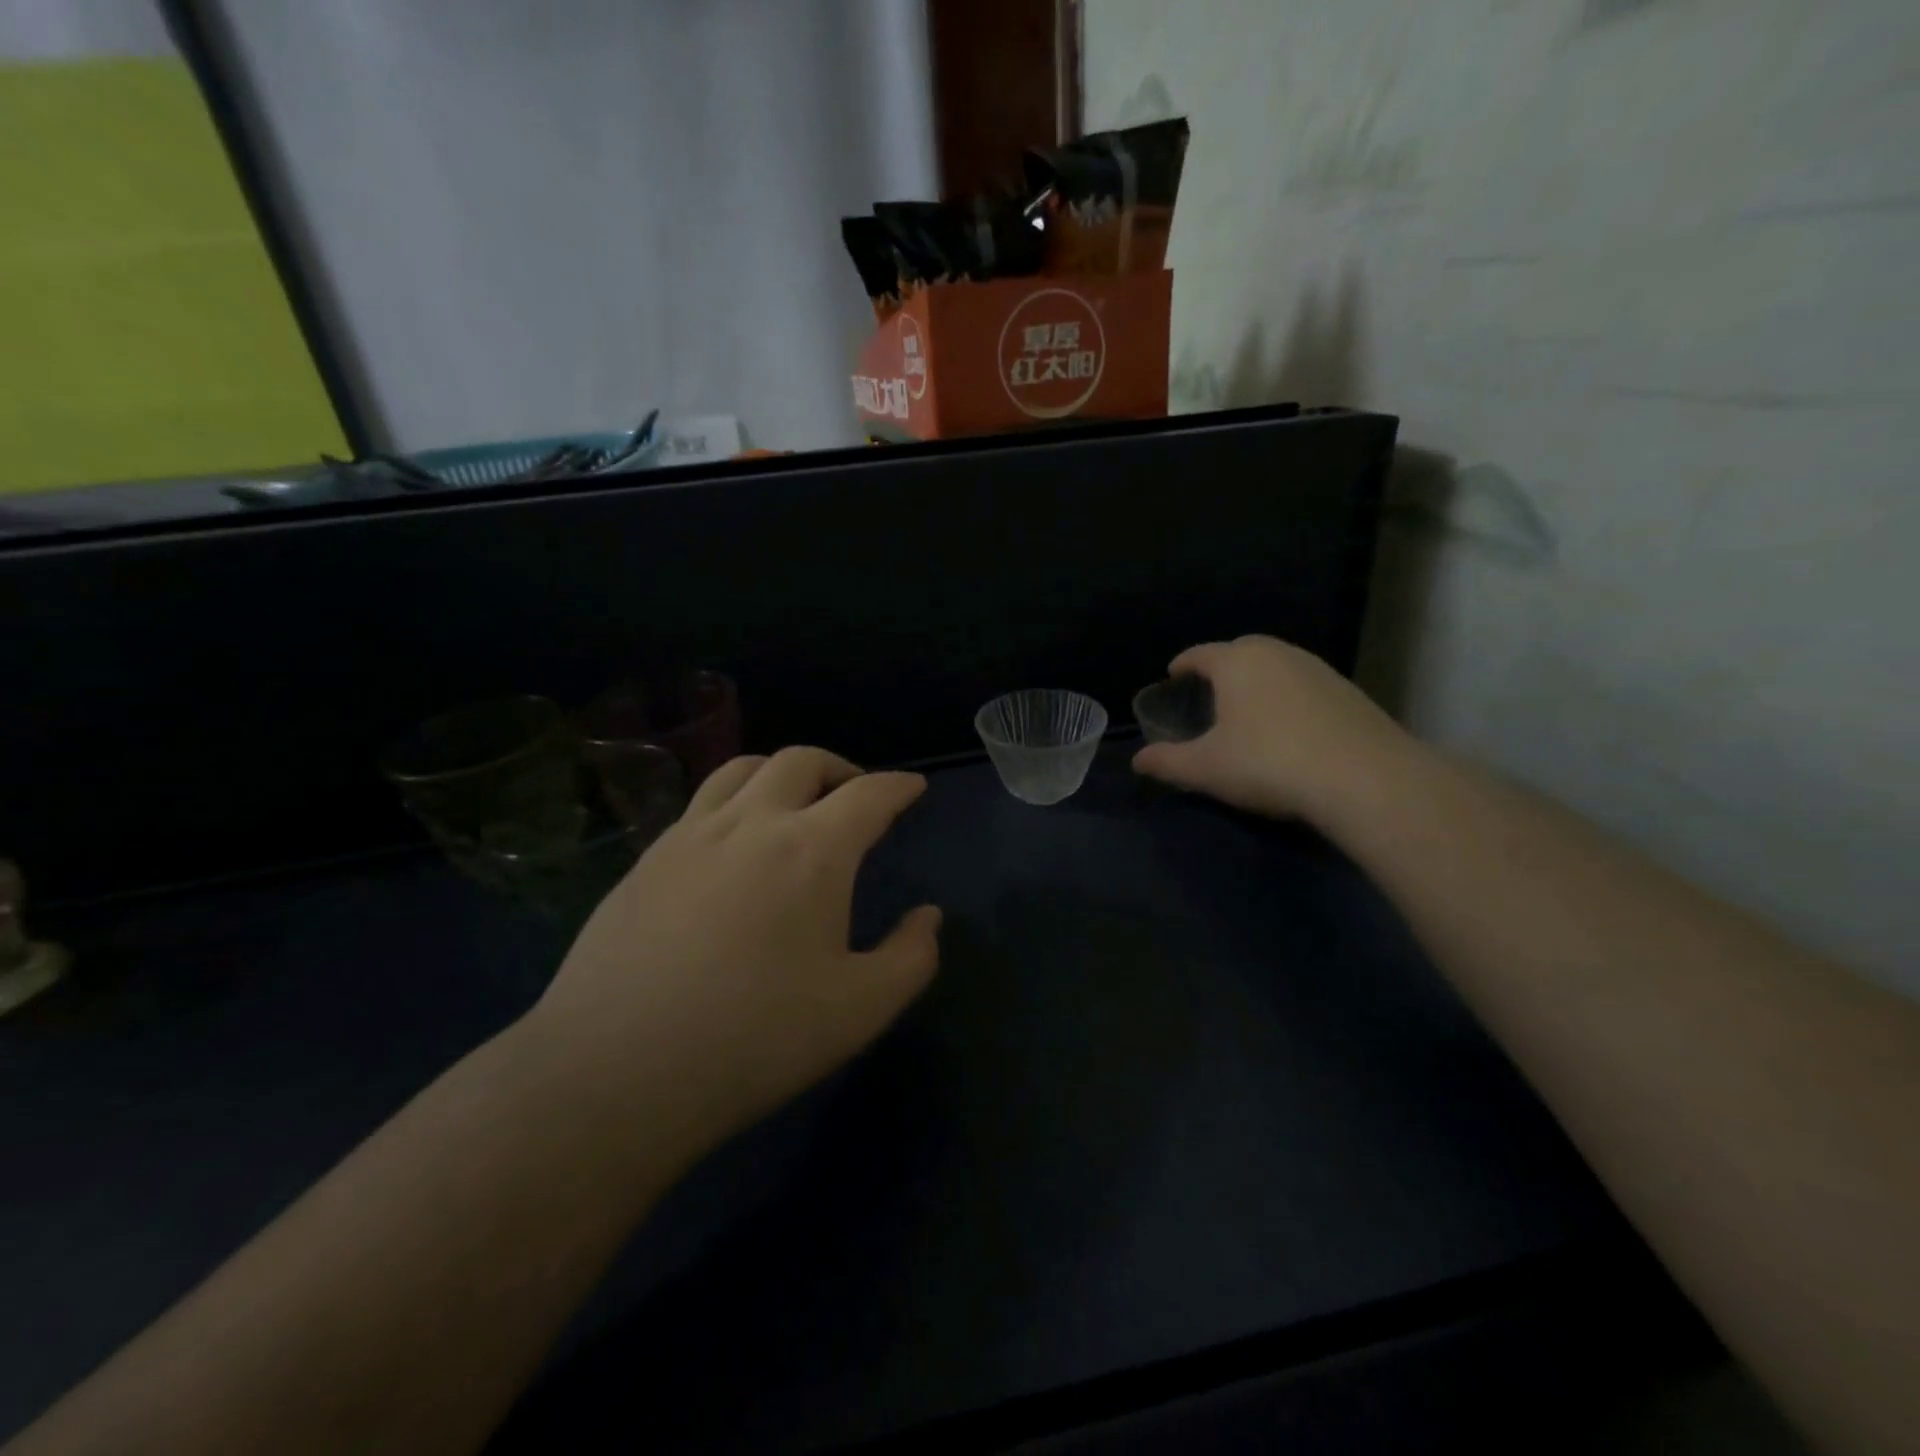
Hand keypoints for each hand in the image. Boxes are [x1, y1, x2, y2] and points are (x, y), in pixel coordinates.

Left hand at [522, 747, 940, 1161]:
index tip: (913, 787)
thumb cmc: (754, 1038)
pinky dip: (735, 801)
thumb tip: (927, 917)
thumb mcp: (860, 1009)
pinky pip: (700, 803)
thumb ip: (911, 957)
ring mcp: (690, 835)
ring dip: (781, 772)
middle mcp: (751, 822)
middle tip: (856, 795)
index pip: (868, 794)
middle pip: (802, 761)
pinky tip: (733, 844)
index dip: (898, 786)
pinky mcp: (647, 860)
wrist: (615, 1072)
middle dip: (841, 768)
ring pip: (742, 768)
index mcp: (812, 850)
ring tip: (794, 802)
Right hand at [1131, 635, 1412, 823]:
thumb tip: (1138, 761)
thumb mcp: (1206, 768)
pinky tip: (1289, 725)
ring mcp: (1318, 669)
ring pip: (1277, 665)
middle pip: (1241, 651)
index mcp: (1237, 662)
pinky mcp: (1349, 691)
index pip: (1200, 654)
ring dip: (1258, 680)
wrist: (1363, 778)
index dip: (1183, 664)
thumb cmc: (1268, 763)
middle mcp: (1277, 654)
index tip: (1172, 675)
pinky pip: (1304, 684)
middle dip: (1221, 666)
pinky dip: (1289, 696)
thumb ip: (1167, 762)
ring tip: (1248, 708)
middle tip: (1209, 692)